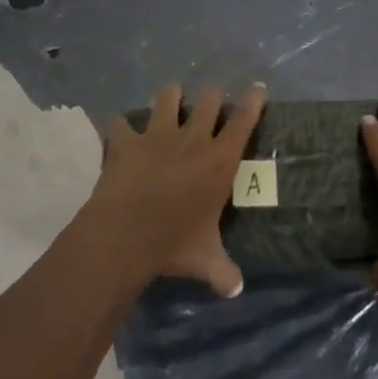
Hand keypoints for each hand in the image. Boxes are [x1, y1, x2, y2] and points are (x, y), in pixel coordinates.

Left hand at [87, 82, 265, 297]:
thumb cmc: (173, 244)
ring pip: (168, 97)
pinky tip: (119, 134)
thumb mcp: (205, 260)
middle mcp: (193, 138)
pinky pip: (121, 124)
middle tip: (213, 99)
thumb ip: (224, 271)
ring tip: (171, 99)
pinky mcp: (128, 141)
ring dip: (170, 97)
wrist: (125, 236)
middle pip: (209, 99)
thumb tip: (237, 289)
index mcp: (219, 160)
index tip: (258, 89)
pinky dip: (120, 128)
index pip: (244, 120)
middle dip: (213, 95)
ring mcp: (158, 135)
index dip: (253, 101)